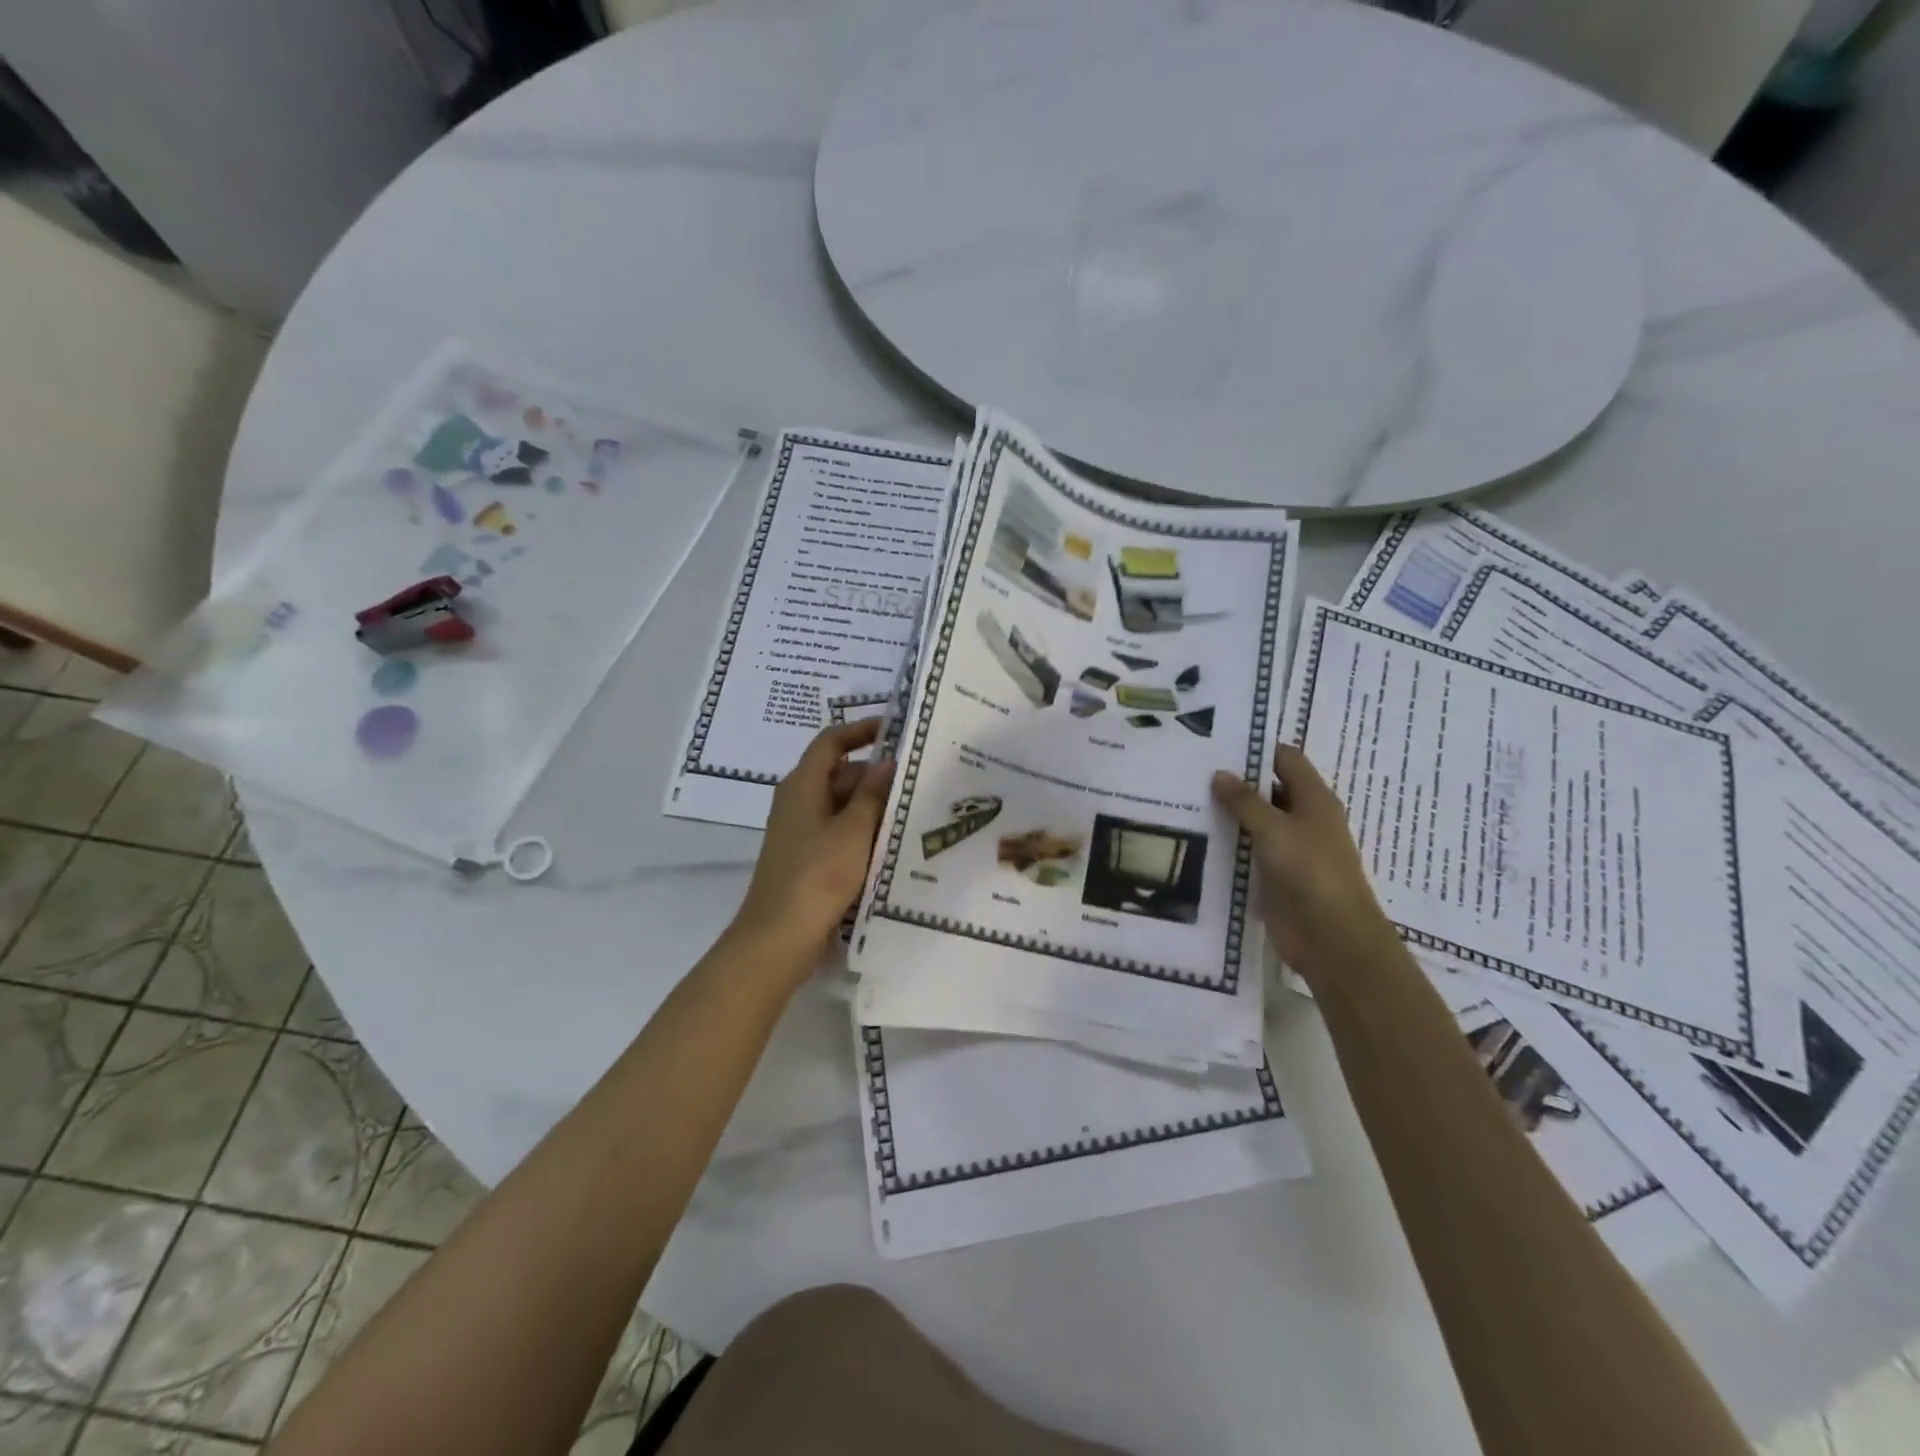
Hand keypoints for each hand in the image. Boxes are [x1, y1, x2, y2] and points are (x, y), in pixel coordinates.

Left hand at [731, 718, 894, 975]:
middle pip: (840, 774)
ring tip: (915, 810)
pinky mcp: (809, 858)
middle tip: (919, 779)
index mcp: (802, 785)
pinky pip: (840, 833)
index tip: (895, 729)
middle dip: (877, 776)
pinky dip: (864, 832)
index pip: (831, 742)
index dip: (861, 730)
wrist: (779, 938)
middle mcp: (799, 802)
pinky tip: (893, 843)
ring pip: (843, 806)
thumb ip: (872, 794)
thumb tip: (887, 762)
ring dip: (874, 807)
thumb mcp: (852, 831)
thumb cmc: (817, 875)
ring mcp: (802, 832)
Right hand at [1211, 744, 1399, 986]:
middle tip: (1191, 769)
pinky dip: (1227, 842)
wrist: (1333, 938)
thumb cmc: (1311, 873)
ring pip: (1255, 821)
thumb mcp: (1275, 830)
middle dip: (1235, 780)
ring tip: (1185, 798)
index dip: (1256, 748)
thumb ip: (1245, 802)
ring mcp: (1290, 848)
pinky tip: (1196, 837)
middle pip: (1269, 789)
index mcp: (1314, 799)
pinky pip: (1248, 850)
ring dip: (1228, 813)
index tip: (1217, 742)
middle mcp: (1304, 819)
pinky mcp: (1275, 875)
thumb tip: (1220, 773)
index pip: (1285, 760)